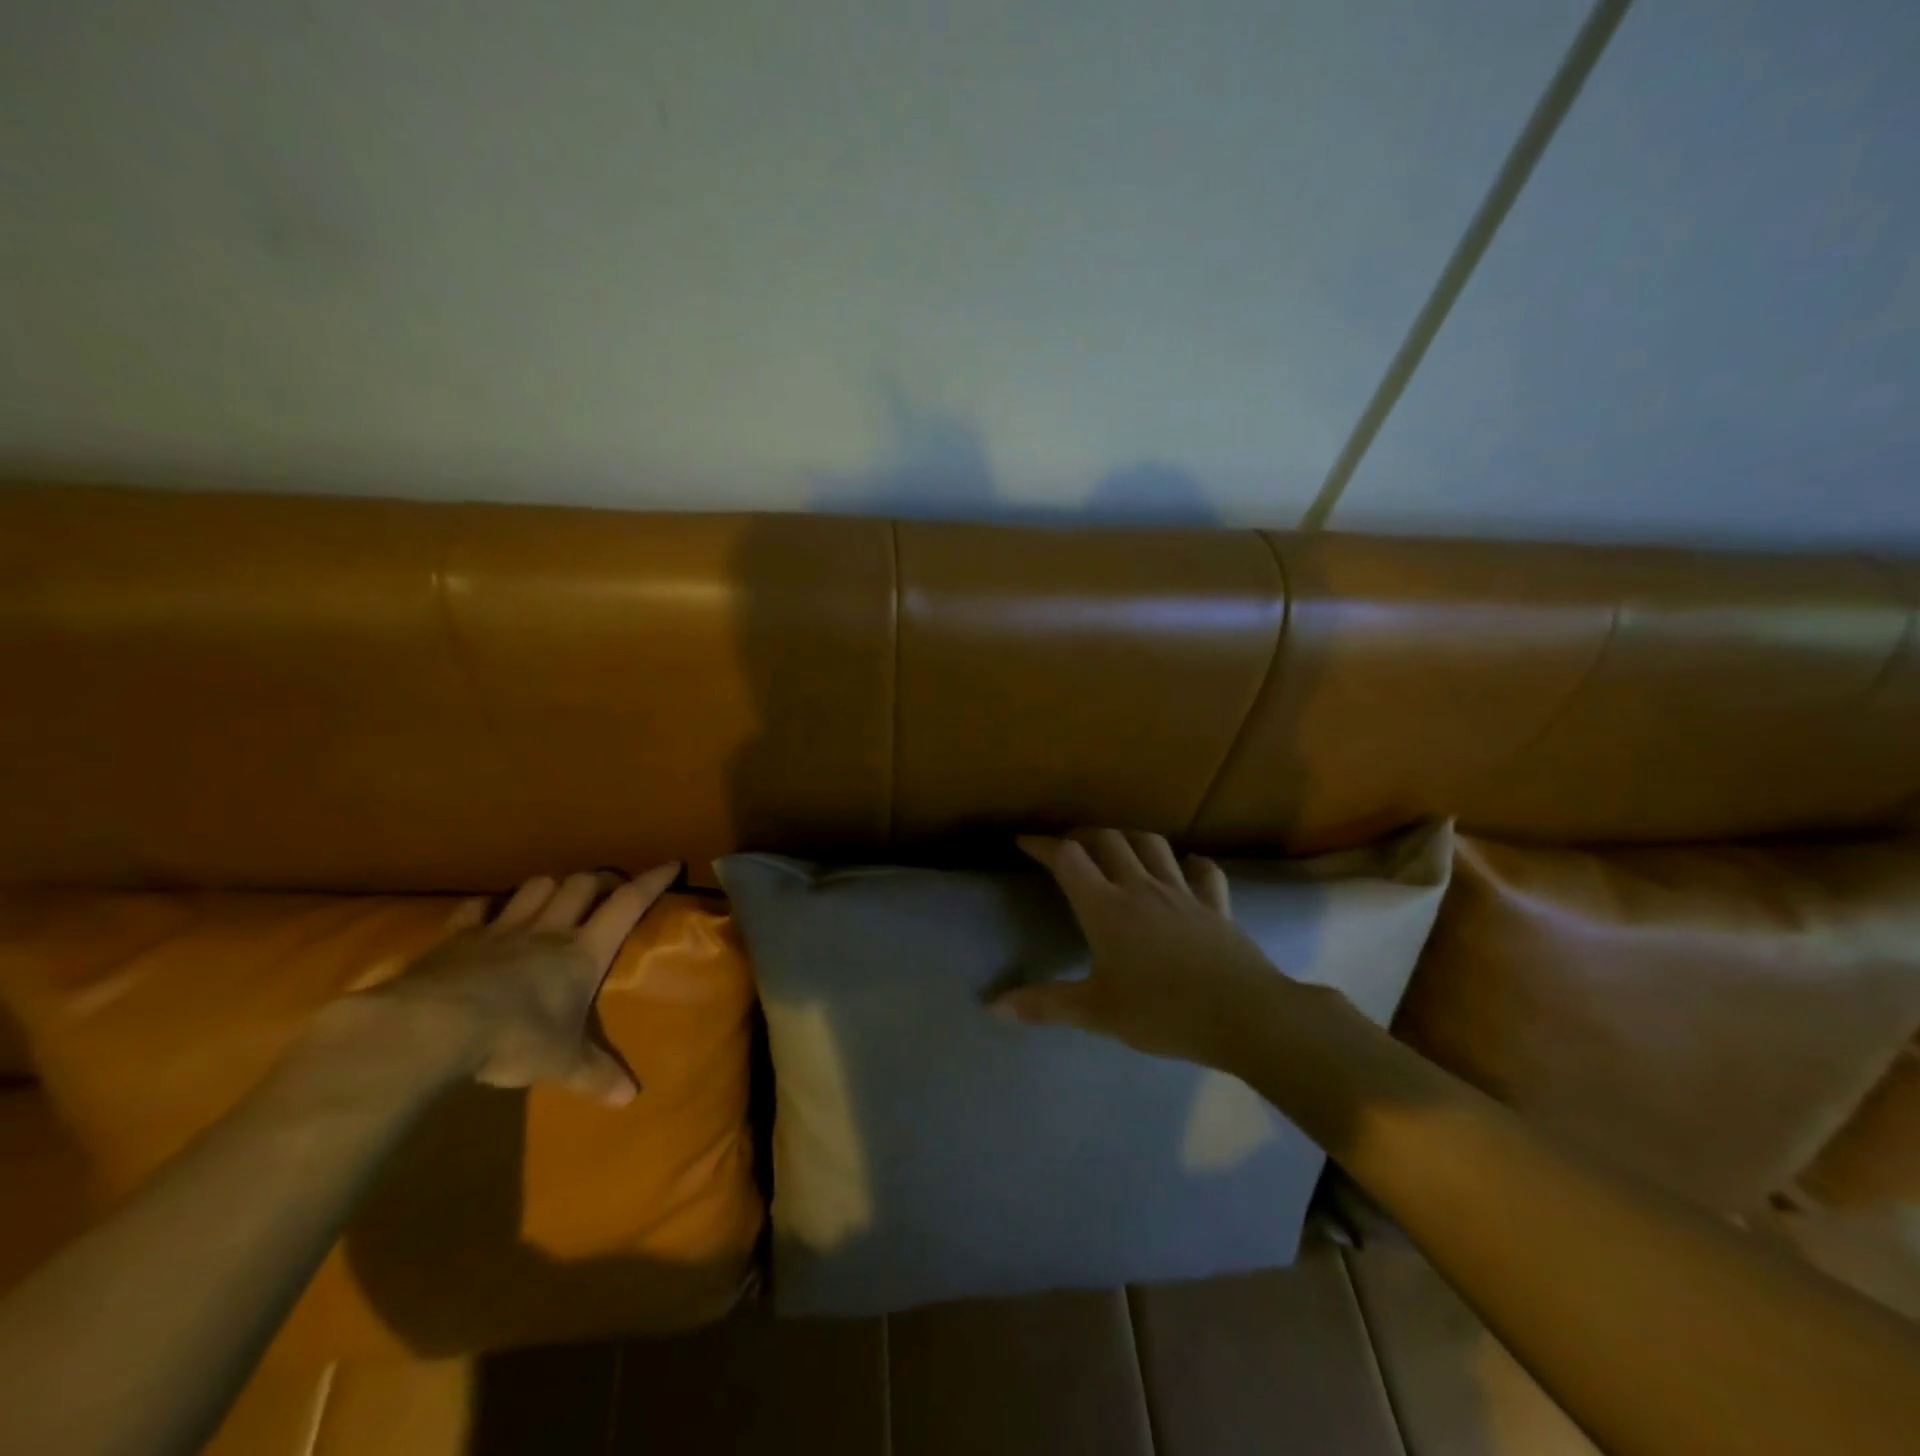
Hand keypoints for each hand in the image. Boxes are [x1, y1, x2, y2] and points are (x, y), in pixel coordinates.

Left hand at [334, 865, 679, 1106]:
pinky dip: (489, 907)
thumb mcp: (561, 1063)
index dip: (652, 882)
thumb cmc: (514, 1038)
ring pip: (537, 886)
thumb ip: (595, 1075)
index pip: (628, 904)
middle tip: (606, 892)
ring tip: (555, 900)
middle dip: (599, 882)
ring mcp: (503, 929)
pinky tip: (490, 916)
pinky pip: (478, 908)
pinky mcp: (459, 937)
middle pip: (582, 884)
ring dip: (551, 887)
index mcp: (583, 952)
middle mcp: (549, 930)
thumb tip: (629, 1099)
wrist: (433, 1027)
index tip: (671, 864)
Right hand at [993, 830, 1286, 1066]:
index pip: (1068, 858)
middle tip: (1069, 848)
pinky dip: (1192, 864)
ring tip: (1118, 848)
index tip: (1024, 842)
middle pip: (1108, 840)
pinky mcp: (1215, 905)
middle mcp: (1140, 888)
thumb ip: (1045, 1005)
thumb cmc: (1163, 1012)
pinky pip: (1204, 873)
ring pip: (1152, 845)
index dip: (1043, 845)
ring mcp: (1182, 893)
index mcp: (1106, 908)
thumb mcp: (1098, 1013)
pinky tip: (1188, 867)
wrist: (1244, 1015)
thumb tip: (992, 1008)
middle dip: (1083, 836)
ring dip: (1129, 838)